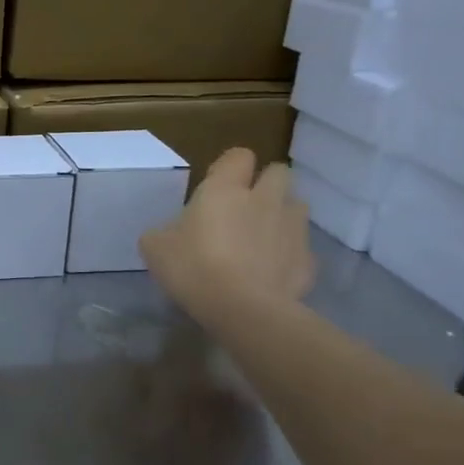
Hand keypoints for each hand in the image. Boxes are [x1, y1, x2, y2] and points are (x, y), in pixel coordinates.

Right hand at [140, 148, 314, 326]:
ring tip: (261, 240)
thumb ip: (163, 232)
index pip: (238, 156)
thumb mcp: (155, 248)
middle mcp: (265, 199)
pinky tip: (270, 273)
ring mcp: (292, 228)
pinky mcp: (308, 260)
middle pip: (279, 172)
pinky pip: (300, 248)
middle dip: (266, 184)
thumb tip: (169, 233)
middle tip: (244, 208)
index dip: (230, 167)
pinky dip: (288, 255)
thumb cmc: (194, 268)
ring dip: (281, 216)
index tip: (217, 186)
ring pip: (296, 206)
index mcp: (225, 189)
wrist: (243, 309)